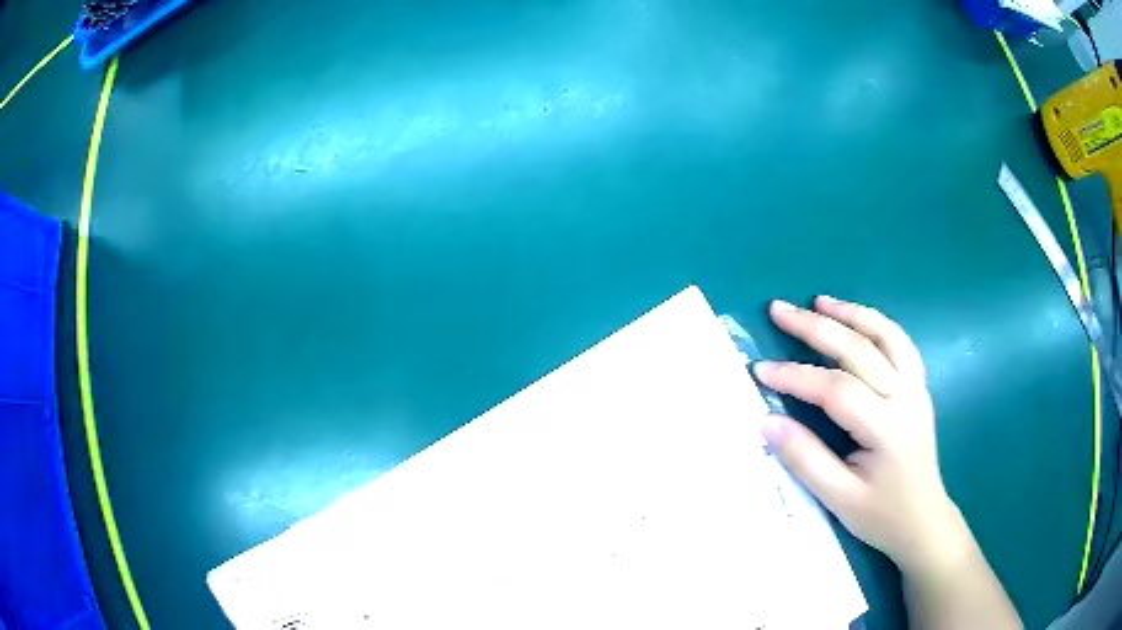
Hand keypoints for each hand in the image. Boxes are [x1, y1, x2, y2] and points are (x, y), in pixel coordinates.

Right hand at [755, 296, 965, 572]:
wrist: (923, 521)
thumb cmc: (881, 515)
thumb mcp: (839, 499)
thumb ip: (805, 458)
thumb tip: (768, 422)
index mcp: (887, 428)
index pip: (836, 389)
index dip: (796, 376)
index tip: (760, 370)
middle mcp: (906, 397)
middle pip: (859, 349)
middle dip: (816, 327)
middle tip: (779, 310)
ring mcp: (916, 388)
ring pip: (885, 335)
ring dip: (851, 313)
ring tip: (819, 301)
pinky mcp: (919, 387)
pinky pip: (900, 343)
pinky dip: (876, 324)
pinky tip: (857, 320)